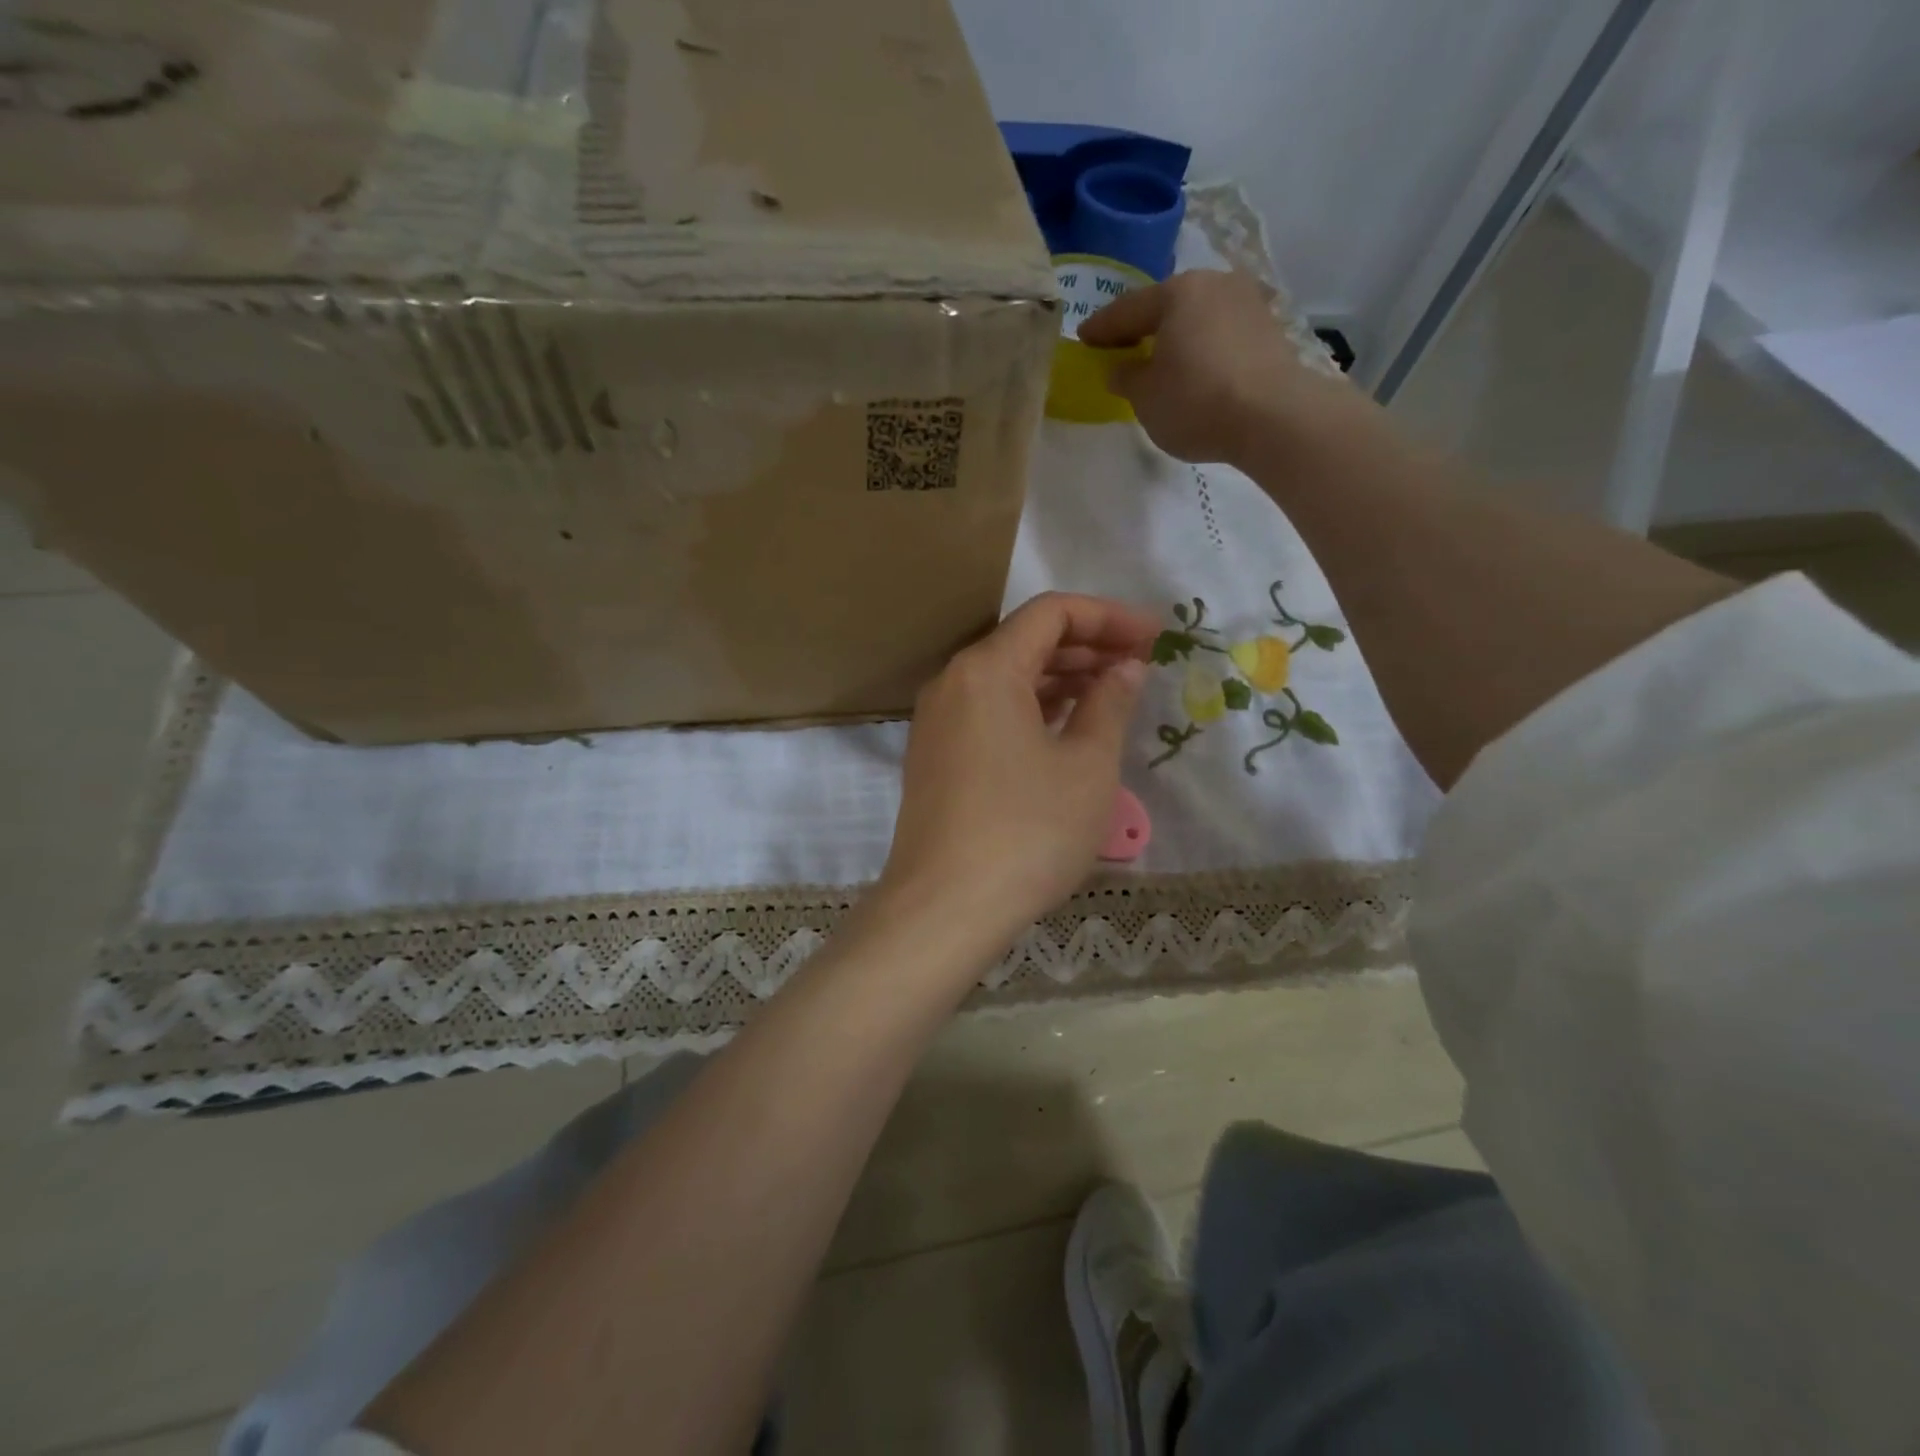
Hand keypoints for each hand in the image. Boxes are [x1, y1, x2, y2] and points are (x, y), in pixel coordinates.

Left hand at [878, 593, 1155, 947]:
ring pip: (1006, 679)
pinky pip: (989, 712)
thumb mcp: (1086, 766)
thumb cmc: (1027, 832)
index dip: (1109, 616)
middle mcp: (953, 683)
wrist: (944, 909)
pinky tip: (1067, 728)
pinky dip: (1031, 709)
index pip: (1051, 613)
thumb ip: (1110, 704)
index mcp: (986, 668)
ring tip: (1113, 694)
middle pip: (1026, 641)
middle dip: (1088, 646)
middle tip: (1141, 665)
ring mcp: (938, 722)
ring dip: (1061, 679)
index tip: (1155, 636)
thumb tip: (1124, 668)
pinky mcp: (936, 757)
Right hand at [1077, 270, 1357, 465]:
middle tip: (1120, 347)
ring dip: (1175, 338)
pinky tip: (1192, 369)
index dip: (1101, 328)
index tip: (1083, 339)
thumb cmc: (1196, 401)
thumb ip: (1126, 378)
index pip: (1127, 310)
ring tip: (1158, 360)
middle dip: (1141, 328)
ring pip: (1196, 319)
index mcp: (1177, 292)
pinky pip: (1220, 335)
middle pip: (1166, 307)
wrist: (1273, 417)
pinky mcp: (1268, 330)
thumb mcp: (1145, 397)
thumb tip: (1121, 368)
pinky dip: (1201, 349)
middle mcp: (1214, 285)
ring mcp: (1246, 304)